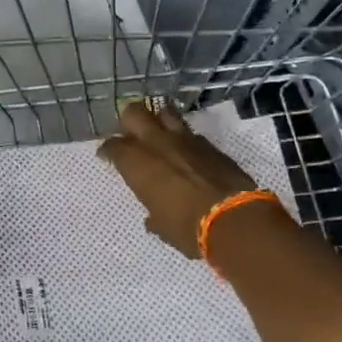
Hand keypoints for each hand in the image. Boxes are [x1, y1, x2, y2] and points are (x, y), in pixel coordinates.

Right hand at [98, 101, 258, 257]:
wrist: (234, 220)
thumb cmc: (188, 228)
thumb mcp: (162, 227)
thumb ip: (153, 215)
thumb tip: (153, 218)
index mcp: (137, 163)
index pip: (113, 146)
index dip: (108, 150)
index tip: (107, 156)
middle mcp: (156, 143)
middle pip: (133, 113)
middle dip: (128, 121)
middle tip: (130, 135)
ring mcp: (185, 140)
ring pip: (164, 112)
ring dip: (158, 119)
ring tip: (158, 133)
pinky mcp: (209, 144)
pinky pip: (190, 133)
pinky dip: (184, 139)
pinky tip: (187, 152)